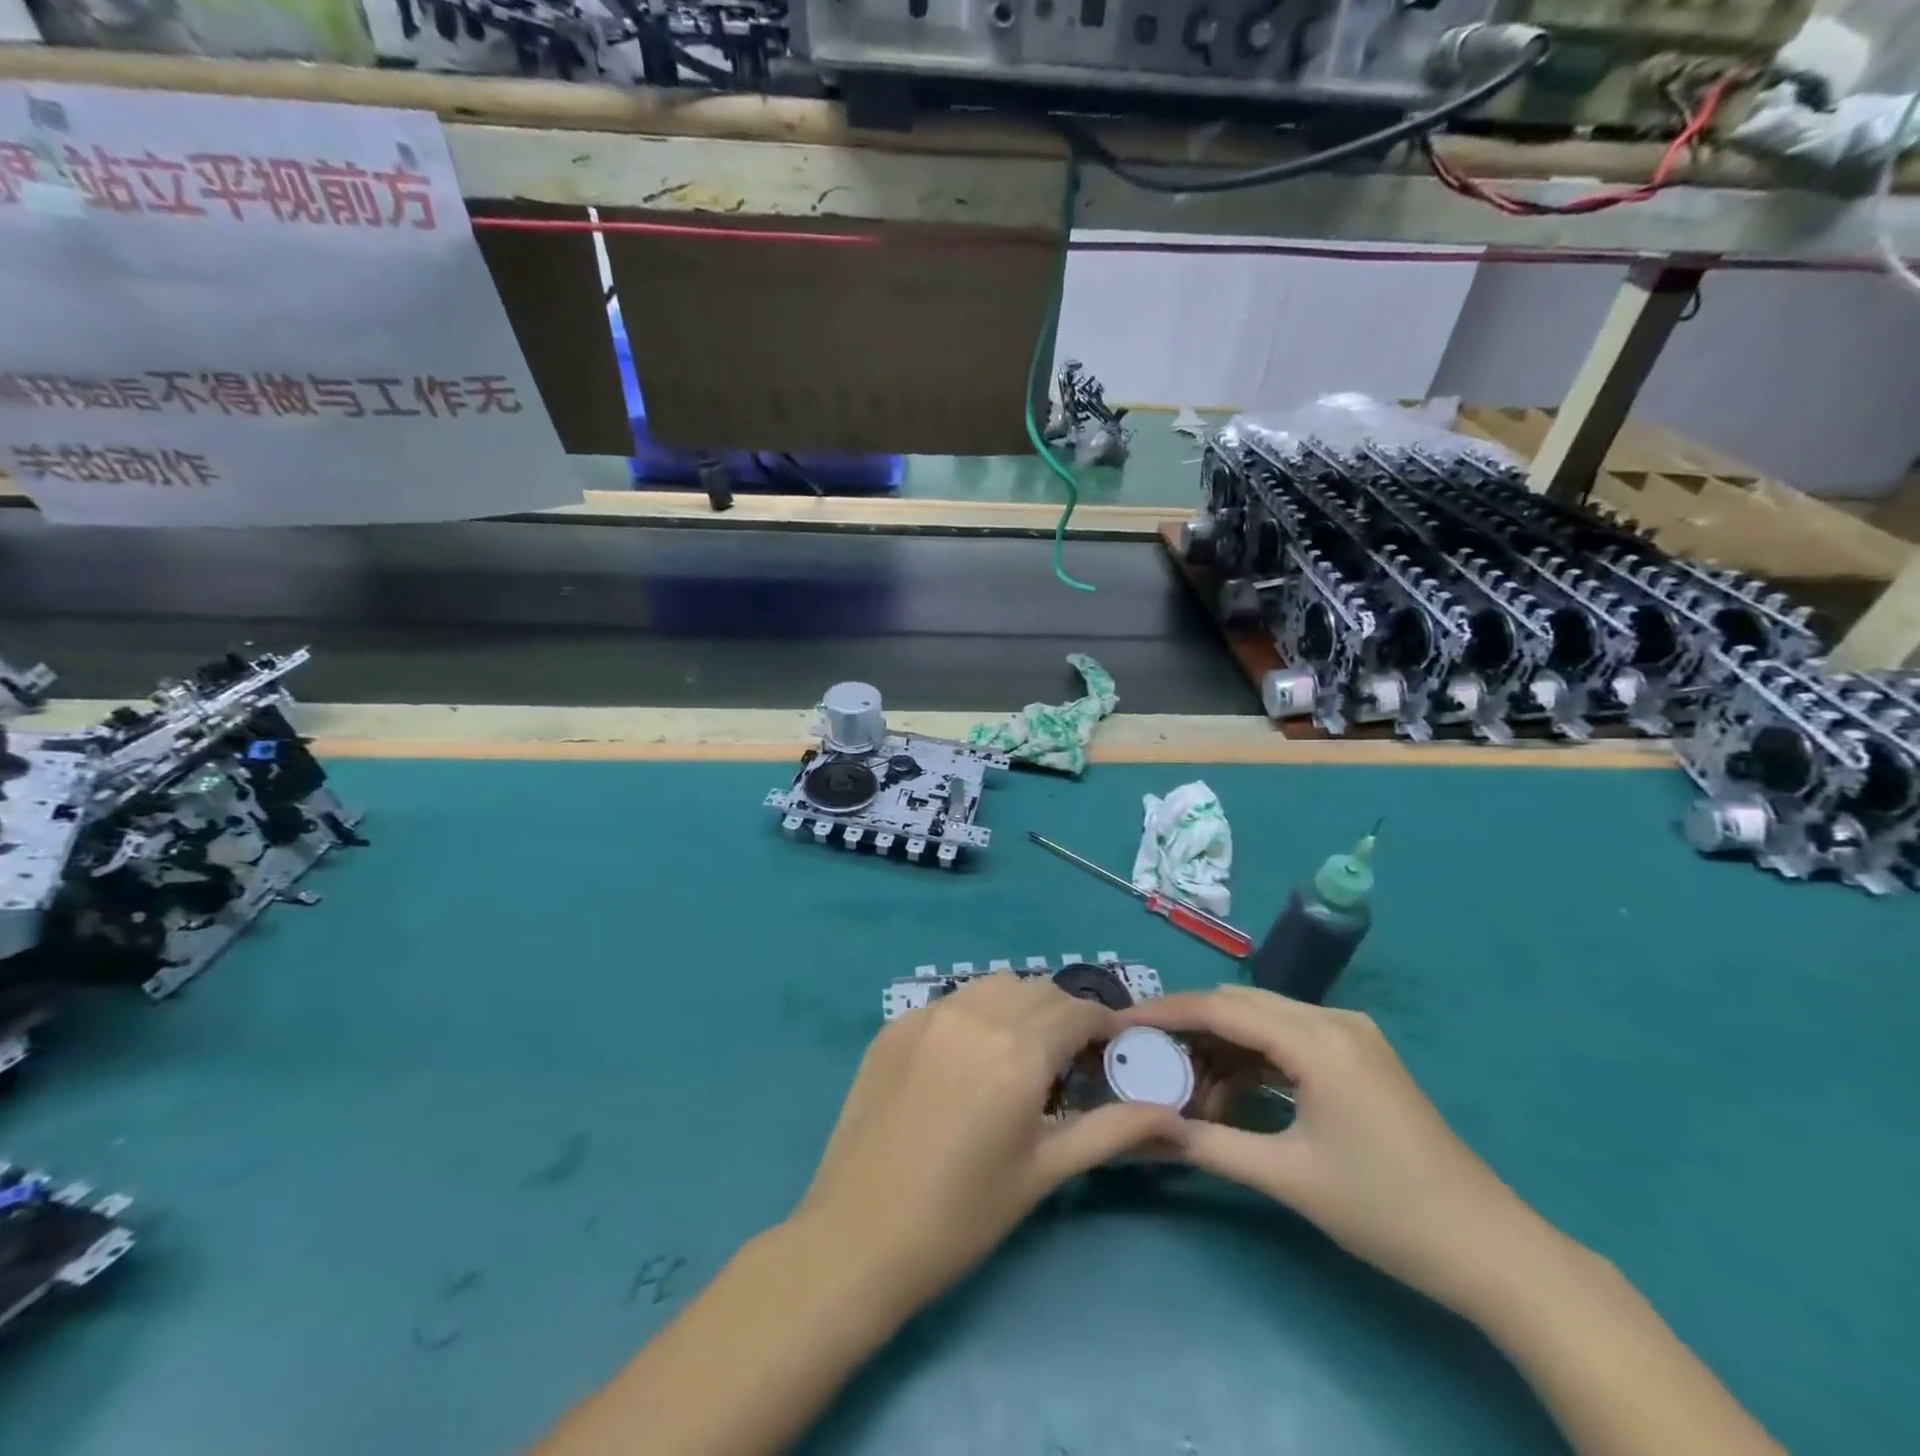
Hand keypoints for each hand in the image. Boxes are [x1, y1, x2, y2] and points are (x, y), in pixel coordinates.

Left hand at [794, 974, 1184, 1318]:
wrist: (859, 1236)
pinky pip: (952, 1002)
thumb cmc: (962, 1216)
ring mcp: (928, 1014)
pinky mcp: (895, 1025)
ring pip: (994, 985)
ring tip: (1020, 1053)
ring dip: (1020, 1006)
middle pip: (1038, 991)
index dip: (1104, 1025)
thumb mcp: (1044, 1171)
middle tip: (1070, 1060)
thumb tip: (1175, 1116)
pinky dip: (976, 1015)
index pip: (1077, 1011)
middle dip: (1064, 1015)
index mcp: (1017, 1052)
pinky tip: (969, 1059)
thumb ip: (1111, 1132)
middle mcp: (975, 1016)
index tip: (1115, 1048)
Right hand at [1129, 985, 1544, 1314]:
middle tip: (1145, 1058)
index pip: (1222, 1008)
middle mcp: (1332, 1020)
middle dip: (1189, 1029)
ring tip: (1185, 1089)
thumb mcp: (1289, 1178)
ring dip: (1220, 1049)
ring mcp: (1350, 1035)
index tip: (1121, 1024)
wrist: (1491, 1250)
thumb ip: (1210, 1145)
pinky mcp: (1357, 1056)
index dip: (1167, 1012)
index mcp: (1318, 1039)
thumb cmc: (1387, 1211)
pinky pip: (1287, 1041)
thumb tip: (1144, 1131)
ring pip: (1262, 1021)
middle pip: (1239, 1006)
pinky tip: (1228, 1094)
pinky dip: (1252, 1061)